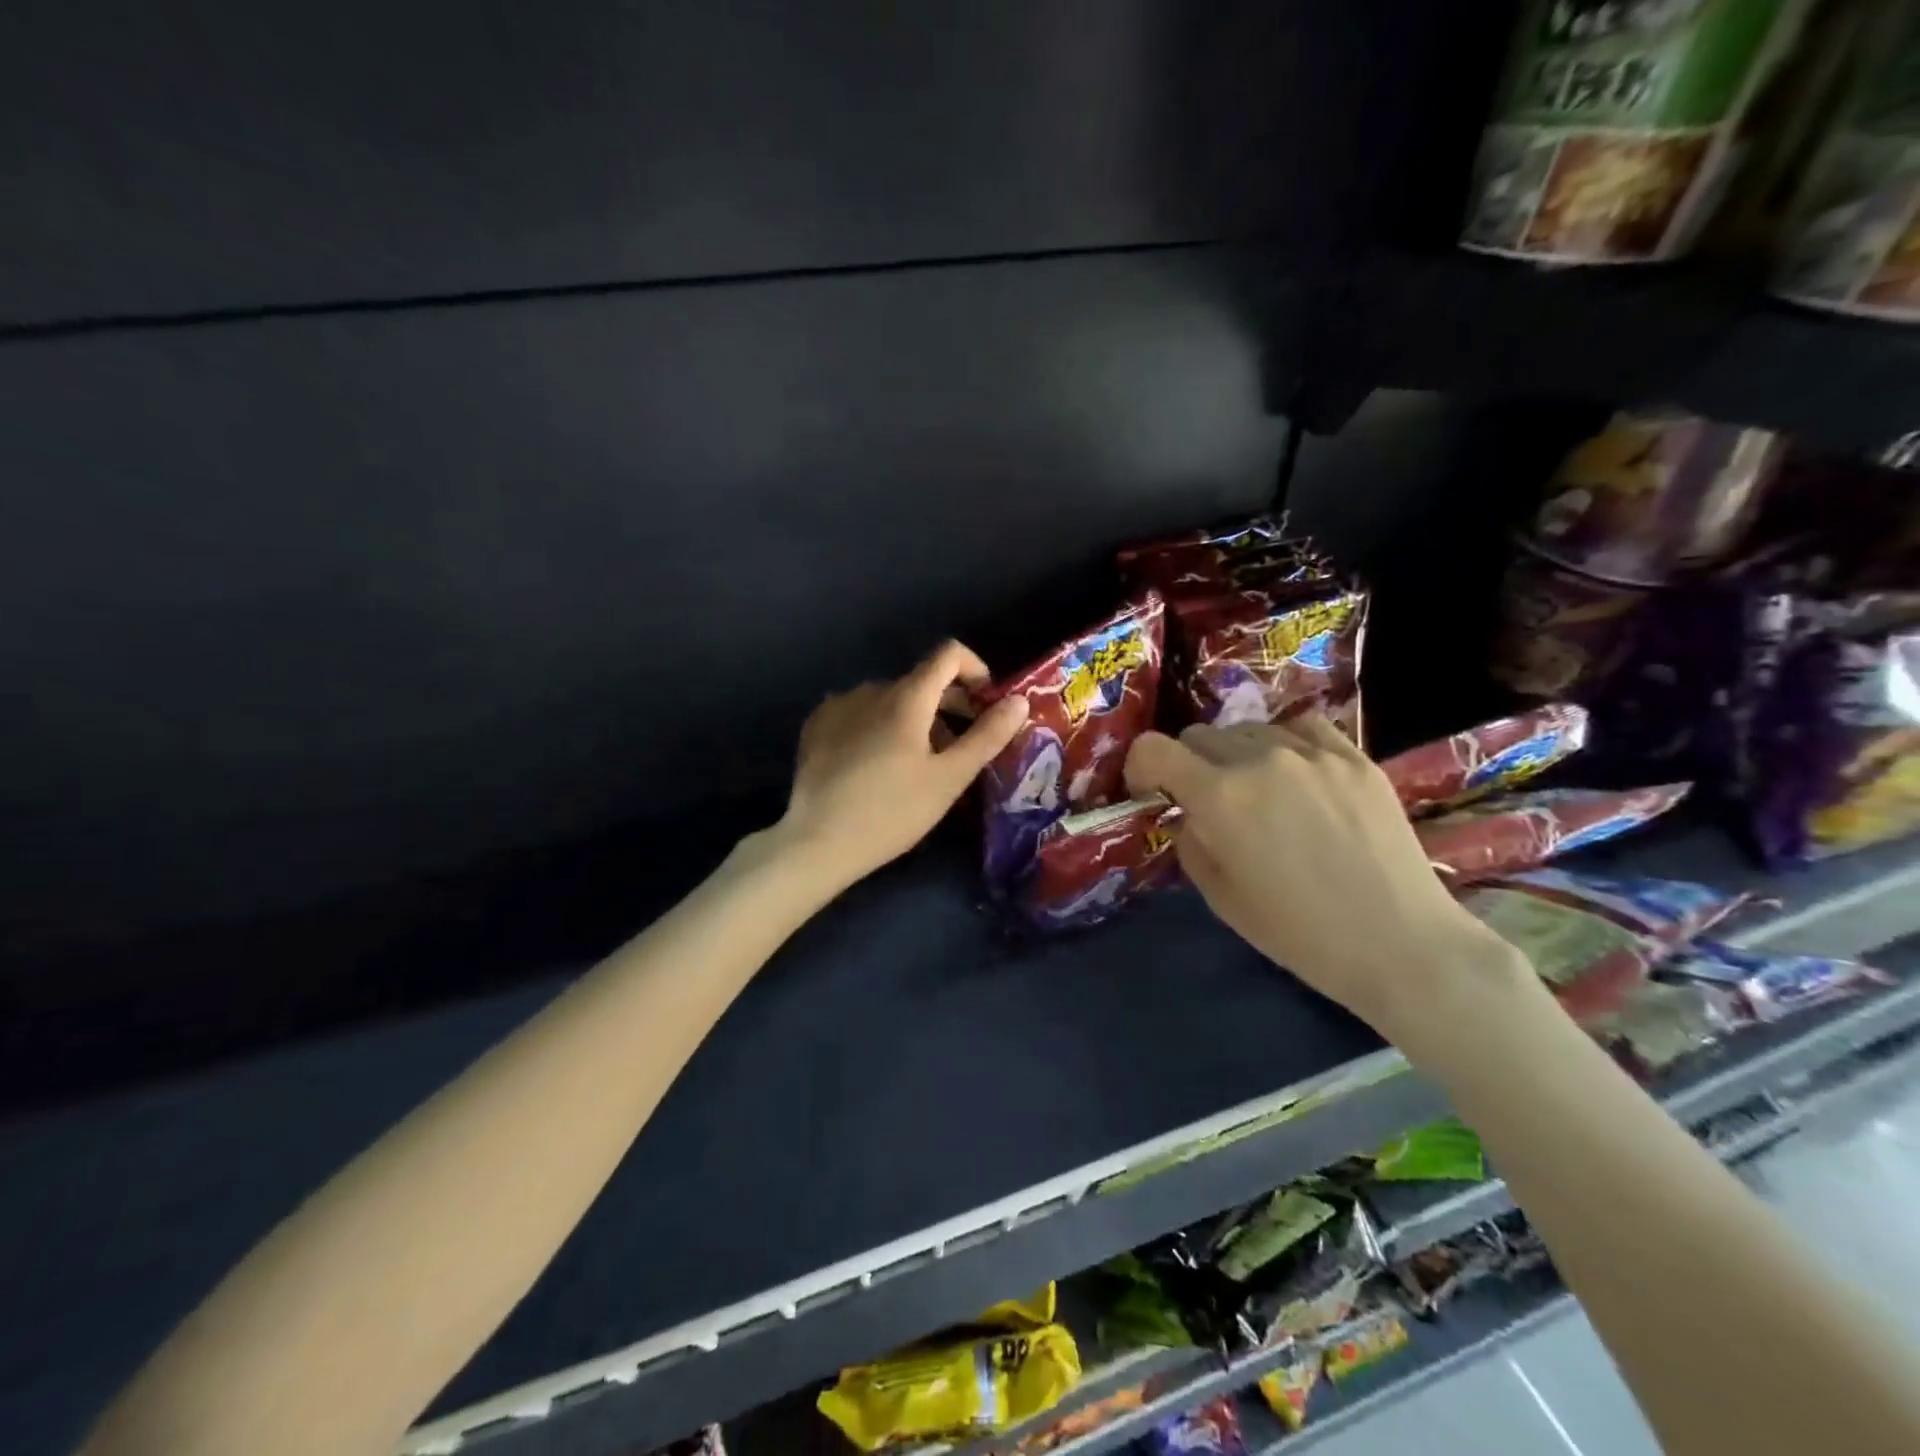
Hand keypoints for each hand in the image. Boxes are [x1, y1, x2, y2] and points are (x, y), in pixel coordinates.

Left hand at [775, 640, 1029, 891]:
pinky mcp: (816, 726)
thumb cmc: (893, 812)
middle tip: (961, 746)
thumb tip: (1018, 701)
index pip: (948, 654)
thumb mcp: (949, 778)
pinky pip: (860, 713)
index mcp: (906, 696)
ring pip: (890, 699)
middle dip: (949, 704)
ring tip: (920, 764)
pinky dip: (880, 726)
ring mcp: (838, 705)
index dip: (975, 670)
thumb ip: (987, 736)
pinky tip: (878, 765)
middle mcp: (870, 689)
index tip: (985, 705)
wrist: (818, 842)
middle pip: (920, 680)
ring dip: (914, 719)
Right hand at [1124, 715, 1533, 1041]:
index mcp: (1220, 796)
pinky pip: (1301, 728)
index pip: (1154, 748)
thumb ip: (1191, 841)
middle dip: (1188, 765)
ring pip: (1249, 729)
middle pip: (1199, 735)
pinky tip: (1297, 776)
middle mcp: (1260, 759)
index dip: (1140, 767)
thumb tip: (1188, 813)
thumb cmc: (1300, 934)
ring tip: (1258, 792)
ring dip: (1236, 755)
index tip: (1151, 793)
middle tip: (1205, 802)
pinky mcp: (1354, 756)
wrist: (1401, 944)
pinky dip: (1285, 745)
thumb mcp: (1220, 896)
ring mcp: (1312, 752)